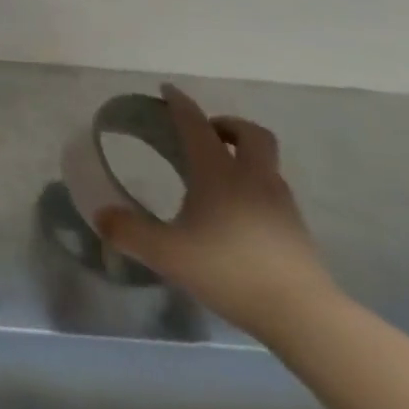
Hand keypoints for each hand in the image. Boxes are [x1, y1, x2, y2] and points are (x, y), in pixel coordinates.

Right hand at [98, 83, 338, 342]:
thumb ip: (127, 231)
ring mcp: (281, 206)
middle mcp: (253, 180)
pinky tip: (237, 211)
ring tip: (218, 174)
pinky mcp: (297, 231)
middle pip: (252, 134)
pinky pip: (274, 192)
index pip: (196, 125)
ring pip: (267, 164)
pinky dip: (255, 187)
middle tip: (205, 134)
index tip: (167, 90)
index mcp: (219, 173)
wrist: (306, 318)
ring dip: (244, 156)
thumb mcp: (165, 252)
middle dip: (227, 125)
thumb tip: (102, 216)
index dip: (180, 104)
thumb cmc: (230, 271)